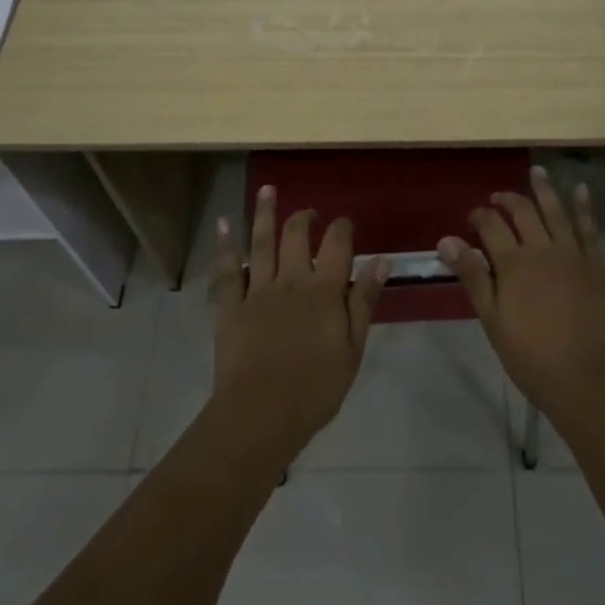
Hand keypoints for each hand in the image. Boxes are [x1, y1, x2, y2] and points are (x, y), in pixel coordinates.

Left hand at [209, 186, 385, 463]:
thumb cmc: (315, 389)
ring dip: (264, 213)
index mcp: (324, 290)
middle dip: (304, 217)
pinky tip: (222, 223)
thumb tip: (382, 260)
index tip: (345, 222)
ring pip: (261, 242)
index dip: (342, 227)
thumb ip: (364, 301)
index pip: (337, 244)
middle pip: (297, 235)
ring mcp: (258, 290)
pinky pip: (227, 269)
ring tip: (267, 189)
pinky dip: (224, 245)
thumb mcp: (353, 349)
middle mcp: (291, 279)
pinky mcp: (231, 305)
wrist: (261, 415)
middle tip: (309, 212)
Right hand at [437, 167, 604, 433]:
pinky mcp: (598, 266)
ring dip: (545, 190)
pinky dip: (584, 208)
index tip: (473, 217)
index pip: (491, 226)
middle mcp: (542, 249)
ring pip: (556, 212)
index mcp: (513, 264)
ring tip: (537, 172)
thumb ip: (473, 277)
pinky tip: (581, 190)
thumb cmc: (535, 359)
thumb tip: (446, 240)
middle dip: (508, 200)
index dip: (480, 216)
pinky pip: (589, 229)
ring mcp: (573, 255)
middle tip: (498, 197)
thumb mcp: (494, 322)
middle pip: (523, 212)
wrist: (593, 381)